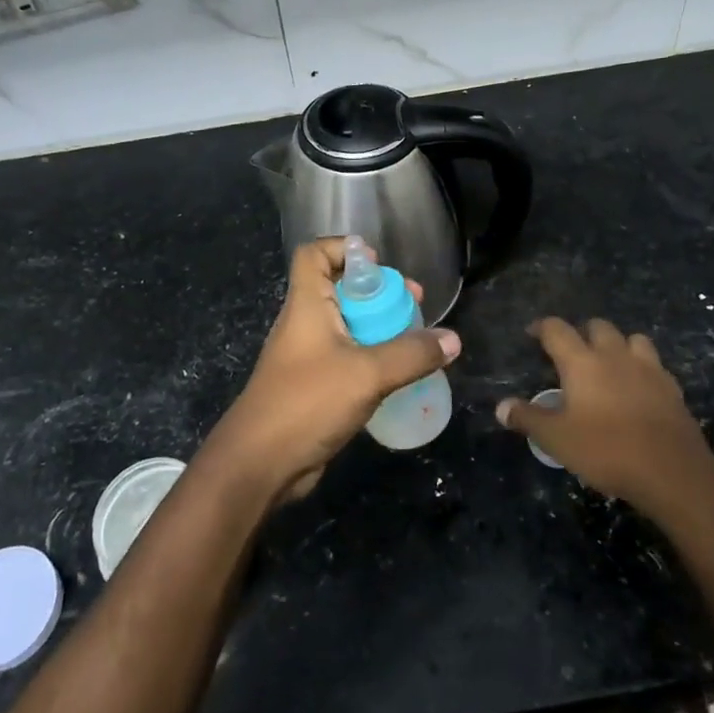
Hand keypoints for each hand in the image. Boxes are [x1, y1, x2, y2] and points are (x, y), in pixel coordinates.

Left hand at [205, 239, 459, 503]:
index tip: (380, 265)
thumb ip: (411, 355)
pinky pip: (347, 358)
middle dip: (378, 292)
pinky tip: (398, 375)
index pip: (314, 254)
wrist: (260, 463)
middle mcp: (305, 323)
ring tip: (415, 340)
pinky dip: (372, 358)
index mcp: (307, 305)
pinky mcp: (314, 386)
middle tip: (414, 305)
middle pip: (338, 288)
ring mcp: (308, 356)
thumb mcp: (367, 374)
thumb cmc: (308, 402)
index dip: (344, 248)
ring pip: (347, 326)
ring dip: (379, 327)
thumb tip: (452, 340)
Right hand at [497, 318, 713, 516]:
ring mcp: (648, 369)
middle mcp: (614, 355)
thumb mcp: (557, 439)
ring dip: (618, 344)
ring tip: (610, 362)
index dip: (542, 327)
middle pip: (598, 326)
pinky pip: (655, 365)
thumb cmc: (606, 450)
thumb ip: (528, 418)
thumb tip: (501, 407)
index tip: (533, 333)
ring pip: (632, 338)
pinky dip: (643, 368)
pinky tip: (639, 387)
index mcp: (582, 362)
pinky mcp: (672, 388)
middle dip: (582, 332)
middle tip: (572, 351)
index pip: (557, 330)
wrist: (671, 471)